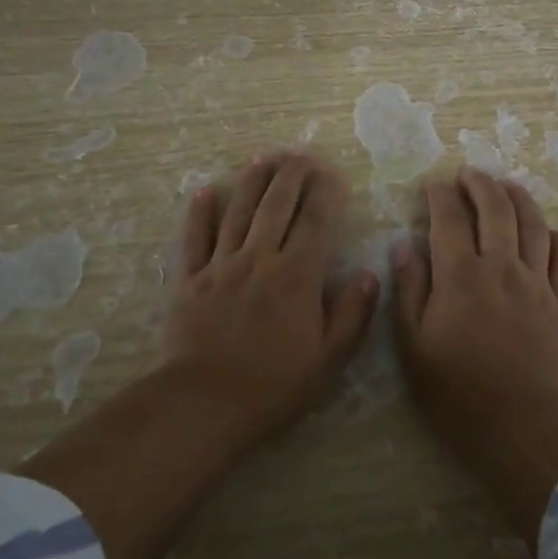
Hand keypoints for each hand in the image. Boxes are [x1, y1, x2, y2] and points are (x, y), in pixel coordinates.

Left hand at [163, 151, 377, 443]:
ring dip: (252, 181)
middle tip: (300, 153)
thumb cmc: (273, 386)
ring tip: (263, 157)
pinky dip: (199, 213)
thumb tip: (369, 273)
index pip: (316, 222)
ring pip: (238, 212)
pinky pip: (194, 238)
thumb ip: (352, 314)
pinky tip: (205, 191)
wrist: (203, 405)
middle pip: (277, 206)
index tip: (333, 173)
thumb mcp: (328, 360)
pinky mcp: (189, 279)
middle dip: (291, 175)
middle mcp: (259, 259)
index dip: (326, 193)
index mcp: (297, 276)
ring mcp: (220, 266)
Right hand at [392, 168, 557, 441]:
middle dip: (480, 184)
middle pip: (496, 209)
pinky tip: (547, 232)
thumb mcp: (413, 346)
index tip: (433, 185)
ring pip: (533, 225)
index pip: (449, 218)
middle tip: (469, 174)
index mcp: (460, 276)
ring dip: (519, 198)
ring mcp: (536, 283)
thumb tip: (403, 247)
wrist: (521, 426)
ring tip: (507, 185)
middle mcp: (501, 267)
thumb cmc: (457, 392)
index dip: (440, 195)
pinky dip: (556, 237)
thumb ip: (409, 291)